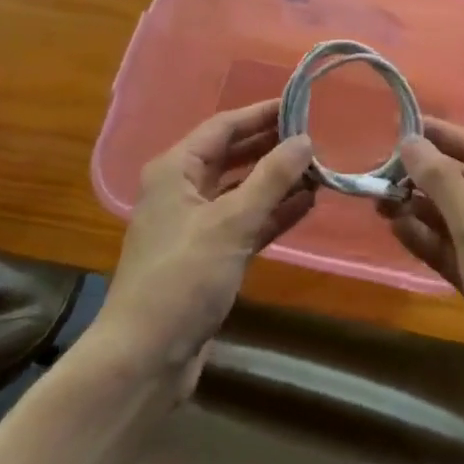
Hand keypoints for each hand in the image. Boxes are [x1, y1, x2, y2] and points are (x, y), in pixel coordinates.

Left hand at [93, 101, 314, 391]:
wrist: (144, 359)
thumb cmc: (183, 278)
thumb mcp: (231, 222)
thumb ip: (271, 178)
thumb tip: (305, 139)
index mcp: (176, 170)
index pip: (224, 127)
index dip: (261, 114)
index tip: (300, 104)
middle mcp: (183, 190)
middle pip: (233, 155)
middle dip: (272, 147)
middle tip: (315, 136)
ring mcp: (195, 225)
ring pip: (242, 190)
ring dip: (277, 181)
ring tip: (318, 169)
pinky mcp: (208, 257)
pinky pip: (245, 222)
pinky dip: (272, 212)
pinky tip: (305, 205)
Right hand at [383, 119, 463, 407]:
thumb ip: (441, 179)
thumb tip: (410, 140)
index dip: (440, 135)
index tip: (400, 124)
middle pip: (462, 181)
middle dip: (423, 176)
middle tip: (378, 169)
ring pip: (451, 217)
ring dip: (418, 208)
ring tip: (377, 200)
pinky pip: (450, 249)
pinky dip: (425, 239)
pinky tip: (396, 229)